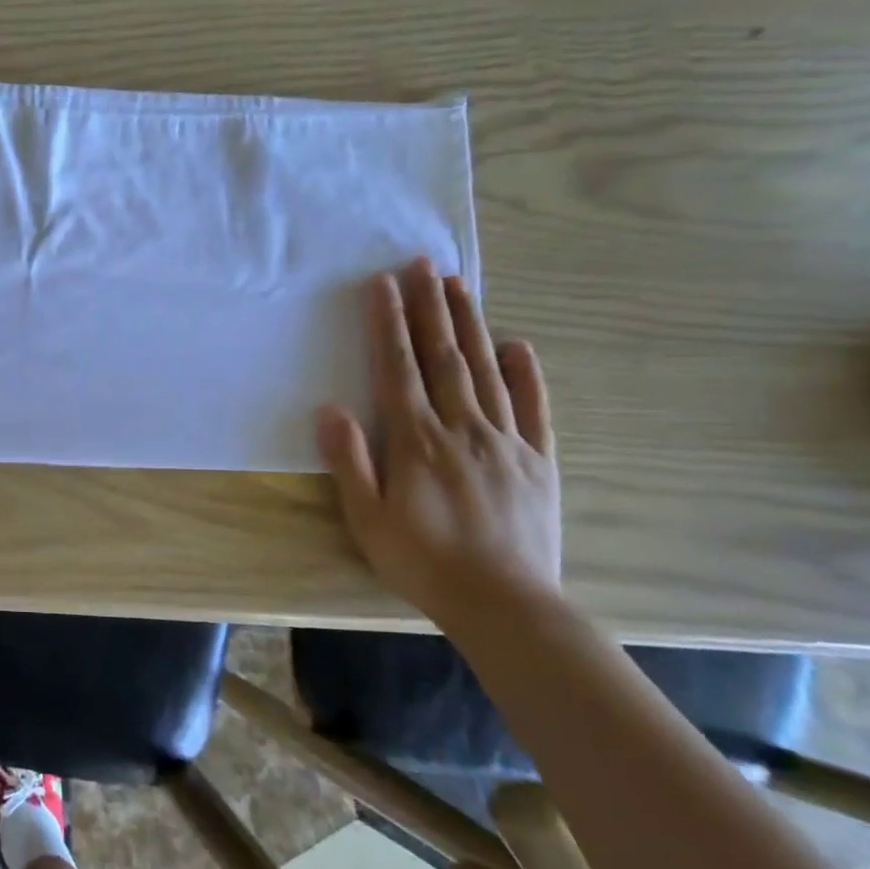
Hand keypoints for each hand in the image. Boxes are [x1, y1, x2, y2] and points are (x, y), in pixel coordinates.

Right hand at [315, 258, 560, 626]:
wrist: (505, 604)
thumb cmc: (423, 561)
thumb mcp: (366, 518)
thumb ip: (350, 461)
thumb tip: (331, 409)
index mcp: (417, 441)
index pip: (398, 369)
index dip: (388, 324)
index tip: (382, 285)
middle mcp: (462, 428)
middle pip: (443, 357)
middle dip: (430, 307)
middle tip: (423, 264)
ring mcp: (506, 441)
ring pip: (485, 370)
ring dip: (470, 325)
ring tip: (459, 286)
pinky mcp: (538, 460)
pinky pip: (534, 407)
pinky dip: (526, 373)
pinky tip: (517, 344)